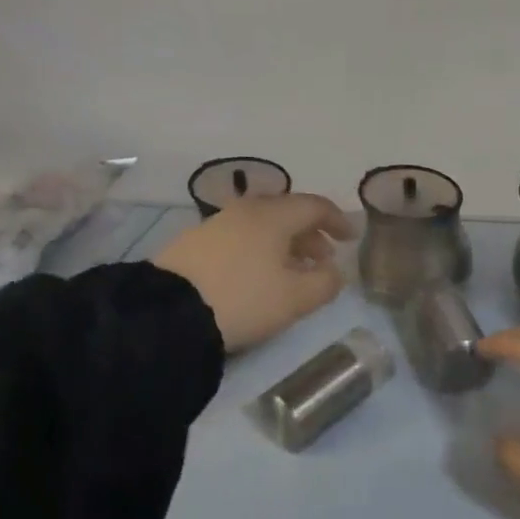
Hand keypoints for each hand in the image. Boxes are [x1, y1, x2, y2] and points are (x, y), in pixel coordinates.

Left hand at [155, 194, 356, 352]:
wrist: (169, 312)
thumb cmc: (244, 298)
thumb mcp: (295, 298)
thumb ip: (325, 282)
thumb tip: (335, 271)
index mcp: (274, 215)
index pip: (315, 206)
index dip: (337, 220)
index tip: (351, 238)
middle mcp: (246, 210)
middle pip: (287, 213)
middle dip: (311, 234)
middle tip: (324, 259)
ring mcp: (217, 223)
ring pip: (262, 226)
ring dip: (285, 244)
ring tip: (292, 272)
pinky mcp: (195, 243)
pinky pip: (240, 237)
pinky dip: (259, 249)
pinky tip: (258, 275)